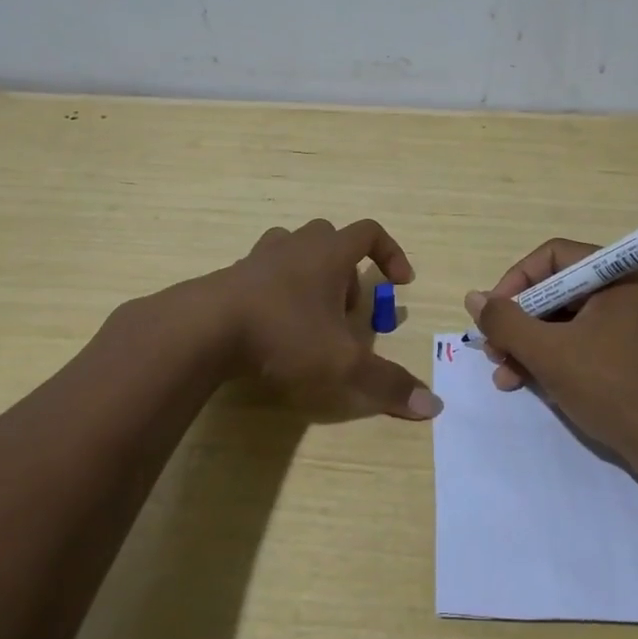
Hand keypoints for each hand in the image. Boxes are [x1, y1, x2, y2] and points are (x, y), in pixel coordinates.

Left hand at [214, 218, 441, 420]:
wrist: (204, 329)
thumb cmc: (283, 334)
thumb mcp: (342, 365)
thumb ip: (387, 384)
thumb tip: (434, 406)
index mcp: (328, 253)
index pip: (370, 232)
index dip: (391, 253)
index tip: (400, 283)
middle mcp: (295, 245)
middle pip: (330, 239)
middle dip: (346, 272)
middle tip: (346, 312)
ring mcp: (259, 258)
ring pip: (293, 251)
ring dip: (310, 277)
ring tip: (310, 318)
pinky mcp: (230, 277)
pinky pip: (263, 273)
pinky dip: (276, 292)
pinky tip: (273, 328)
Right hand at [465, 239, 637, 468]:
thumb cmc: (614, 389)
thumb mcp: (550, 354)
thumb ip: (506, 322)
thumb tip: (474, 298)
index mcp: (621, 273)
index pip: (553, 257)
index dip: (515, 282)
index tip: (492, 316)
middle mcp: (631, 288)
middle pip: (559, 290)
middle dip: (520, 322)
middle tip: (494, 351)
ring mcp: (637, 321)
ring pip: (569, 320)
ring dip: (532, 345)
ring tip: (506, 376)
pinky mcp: (637, 352)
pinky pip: (587, 340)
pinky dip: (557, 357)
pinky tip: (531, 383)